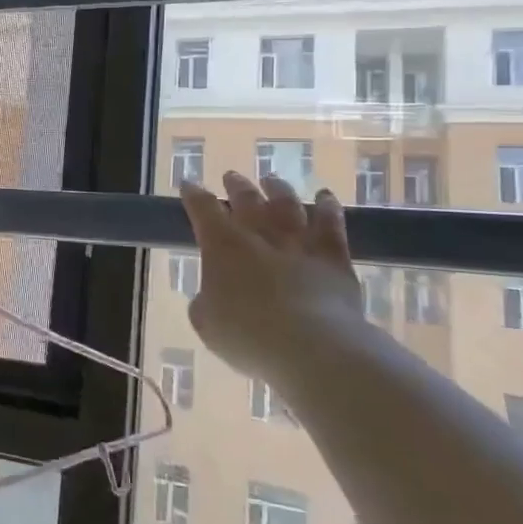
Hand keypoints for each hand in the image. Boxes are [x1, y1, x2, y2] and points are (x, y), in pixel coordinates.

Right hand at [178, 173, 365, 382]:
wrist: (312, 346)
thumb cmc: (247, 336)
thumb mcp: (206, 323)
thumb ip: (206, 302)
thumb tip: (211, 295)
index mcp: (221, 245)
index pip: (202, 209)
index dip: (194, 195)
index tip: (189, 183)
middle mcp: (259, 235)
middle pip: (246, 199)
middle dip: (236, 186)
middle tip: (231, 176)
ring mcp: (299, 243)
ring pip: (288, 205)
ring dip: (278, 190)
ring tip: (272, 181)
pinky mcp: (333, 258)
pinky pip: (331, 225)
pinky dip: (328, 208)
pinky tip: (326, 196)